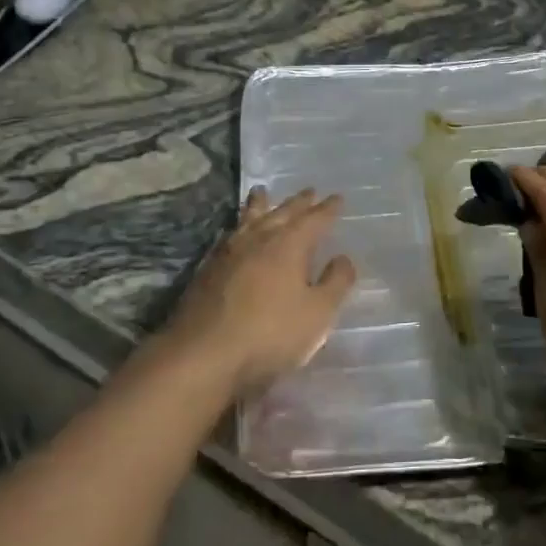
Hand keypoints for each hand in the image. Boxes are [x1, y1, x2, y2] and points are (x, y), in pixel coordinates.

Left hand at [163, 188, 356, 395]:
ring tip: (262, 192)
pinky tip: (236, 231)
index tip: (338, 198)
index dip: (328, 209)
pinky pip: (230, 234)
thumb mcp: (317, 313)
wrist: (202, 354)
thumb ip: (336, 283)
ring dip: (260, 204)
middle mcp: (259, 238)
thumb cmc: (269, 333)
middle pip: (282, 212)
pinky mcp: (207, 268)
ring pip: (249, 218)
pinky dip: (239, 225)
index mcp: (289, 244)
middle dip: (298, 202)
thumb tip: (343, 258)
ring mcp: (229, 251)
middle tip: (309, 191)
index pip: (314, 219)